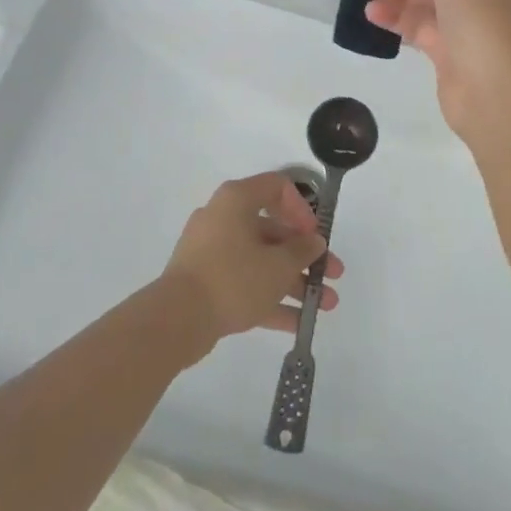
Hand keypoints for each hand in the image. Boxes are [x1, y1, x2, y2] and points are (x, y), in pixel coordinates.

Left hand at [162, 172, 344, 352]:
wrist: (177, 319)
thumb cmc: (233, 278)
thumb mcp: (278, 265)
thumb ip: (302, 251)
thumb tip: (313, 242)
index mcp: (237, 200)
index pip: (277, 187)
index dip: (302, 209)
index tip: (315, 236)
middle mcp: (224, 219)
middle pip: (273, 231)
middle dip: (307, 255)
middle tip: (333, 274)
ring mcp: (213, 252)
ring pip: (262, 261)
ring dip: (295, 281)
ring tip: (326, 305)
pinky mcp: (207, 283)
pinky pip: (246, 283)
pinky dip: (271, 299)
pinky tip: (299, 322)